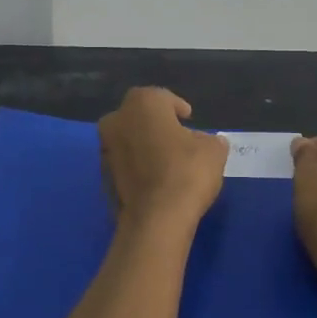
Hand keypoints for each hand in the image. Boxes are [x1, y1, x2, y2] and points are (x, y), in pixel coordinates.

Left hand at [98, 87, 227, 233]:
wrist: (155, 219)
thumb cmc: (186, 172)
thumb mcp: (213, 151)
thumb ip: (211, 140)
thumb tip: (209, 141)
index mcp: (143, 104)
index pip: (162, 98)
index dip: (177, 107)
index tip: (188, 118)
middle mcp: (117, 120)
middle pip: (139, 116)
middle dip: (156, 124)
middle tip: (177, 137)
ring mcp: (106, 149)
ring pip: (128, 140)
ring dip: (144, 145)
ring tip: (167, 161)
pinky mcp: (102, 177)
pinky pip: (124, 164)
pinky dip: (137, 167)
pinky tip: (155, 180)